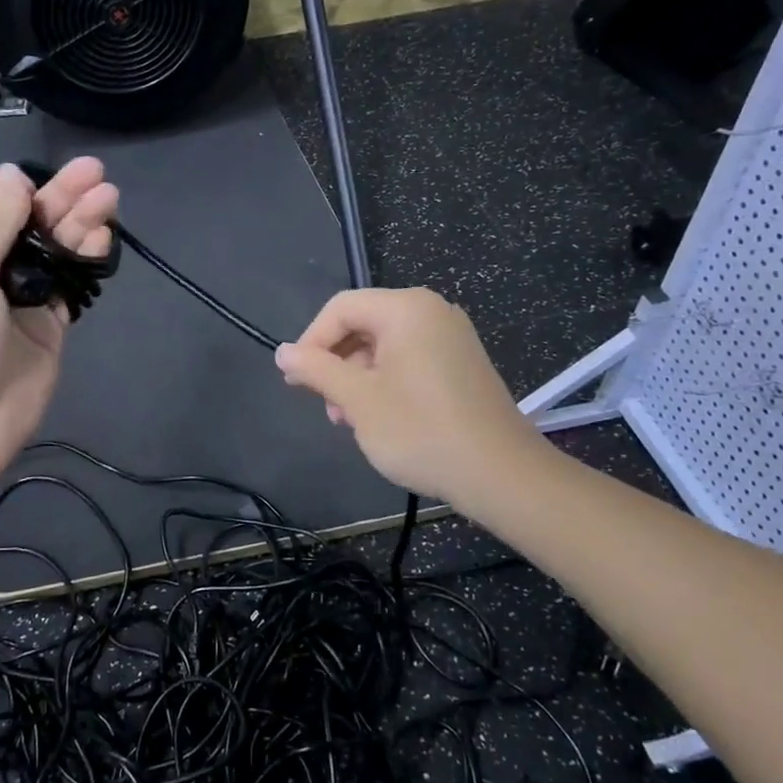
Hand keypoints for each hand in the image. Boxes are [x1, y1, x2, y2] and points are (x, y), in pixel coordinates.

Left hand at [0, 159, 117, 498]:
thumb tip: (12, 174)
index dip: (32, 191)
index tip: (66, 173)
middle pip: (33, 227)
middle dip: (65, 200)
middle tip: (100, 176)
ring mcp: (22, 302)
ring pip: (56, 254)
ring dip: (81, 225)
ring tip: (111, 199)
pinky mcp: (49, 329)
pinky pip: (70, 287)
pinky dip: (86, 263)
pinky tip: (103, 241)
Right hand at [274, 288, 551, 509]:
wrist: (500, 474)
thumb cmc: (420, 430)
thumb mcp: (357, 400)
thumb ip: (316, 370)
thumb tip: (282, 351)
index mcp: (406, 309)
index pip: (340, 308)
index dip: (311, 341)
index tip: (296, 381)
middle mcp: (431, 312)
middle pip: (362, 324)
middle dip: (335, 363)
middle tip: (323, 405)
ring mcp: (450, 337)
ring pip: (383, 345)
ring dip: (356, 378)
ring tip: (348, 420)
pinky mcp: (460, 363)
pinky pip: (408, 359)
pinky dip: (384, 382)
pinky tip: (377, 418)